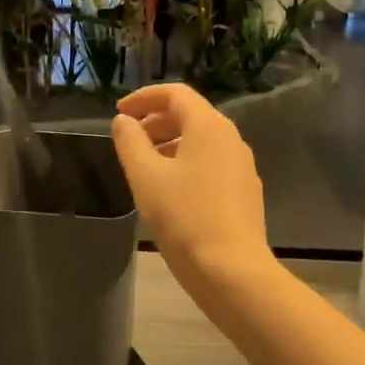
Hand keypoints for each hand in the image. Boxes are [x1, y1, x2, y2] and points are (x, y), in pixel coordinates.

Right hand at [110, 83, 269, 280]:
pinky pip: (211, 162)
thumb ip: (130, 142)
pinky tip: (170, 189)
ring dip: (170, 143)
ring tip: (144, 165)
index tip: (119, 112)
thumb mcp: (145, 177)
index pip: (176, 94)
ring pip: (201, 140)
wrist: (231, 270)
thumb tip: (123, 121)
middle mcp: (231, 138)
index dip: (144, 98)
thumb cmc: (184, 217)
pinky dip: (186, 162)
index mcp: (209, 126)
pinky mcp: (244, 191)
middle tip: (129, 139)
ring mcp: (242, 166)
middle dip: (156, 121)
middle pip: (191, 115)